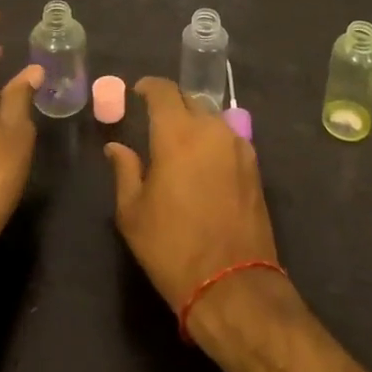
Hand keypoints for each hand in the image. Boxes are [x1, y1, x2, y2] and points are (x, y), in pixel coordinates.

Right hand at [105, 77, 279, 315]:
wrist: (232, 284)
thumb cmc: (172, 247)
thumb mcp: (133, 213)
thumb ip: (125, 171)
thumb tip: (116, 148)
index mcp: (178, 133)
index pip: (164, 91)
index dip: (149, 86)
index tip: (138, 91)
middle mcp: (212, 129)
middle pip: (190, 100)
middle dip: (172, 104)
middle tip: (156, 120)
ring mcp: (238, 146)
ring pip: (212, 118)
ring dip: (195, 122)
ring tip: (180, 143)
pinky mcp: (255, 166)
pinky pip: (229, 139)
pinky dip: (213, 141)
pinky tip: (204, 163)